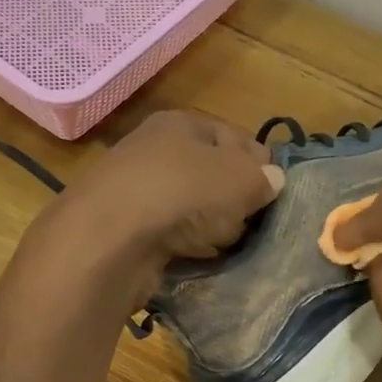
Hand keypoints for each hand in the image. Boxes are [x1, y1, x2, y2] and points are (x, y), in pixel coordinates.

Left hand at [31, 111, 283, 305]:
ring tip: (225, 244)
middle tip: (249, 221)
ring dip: (209, 226)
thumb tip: (272, 180)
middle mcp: (153, 150)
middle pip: (210, 174)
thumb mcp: (240, 178)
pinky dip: (184, 246)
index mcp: (180, 123)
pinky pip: (168, 235)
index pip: (233, 137)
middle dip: (233, 199)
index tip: (273, 193)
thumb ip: (262, 178)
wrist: (108, 240)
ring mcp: (135, 191)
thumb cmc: (182, 193)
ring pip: (190, 207)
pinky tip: (196, 258)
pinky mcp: (124, 229)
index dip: (258, 164)